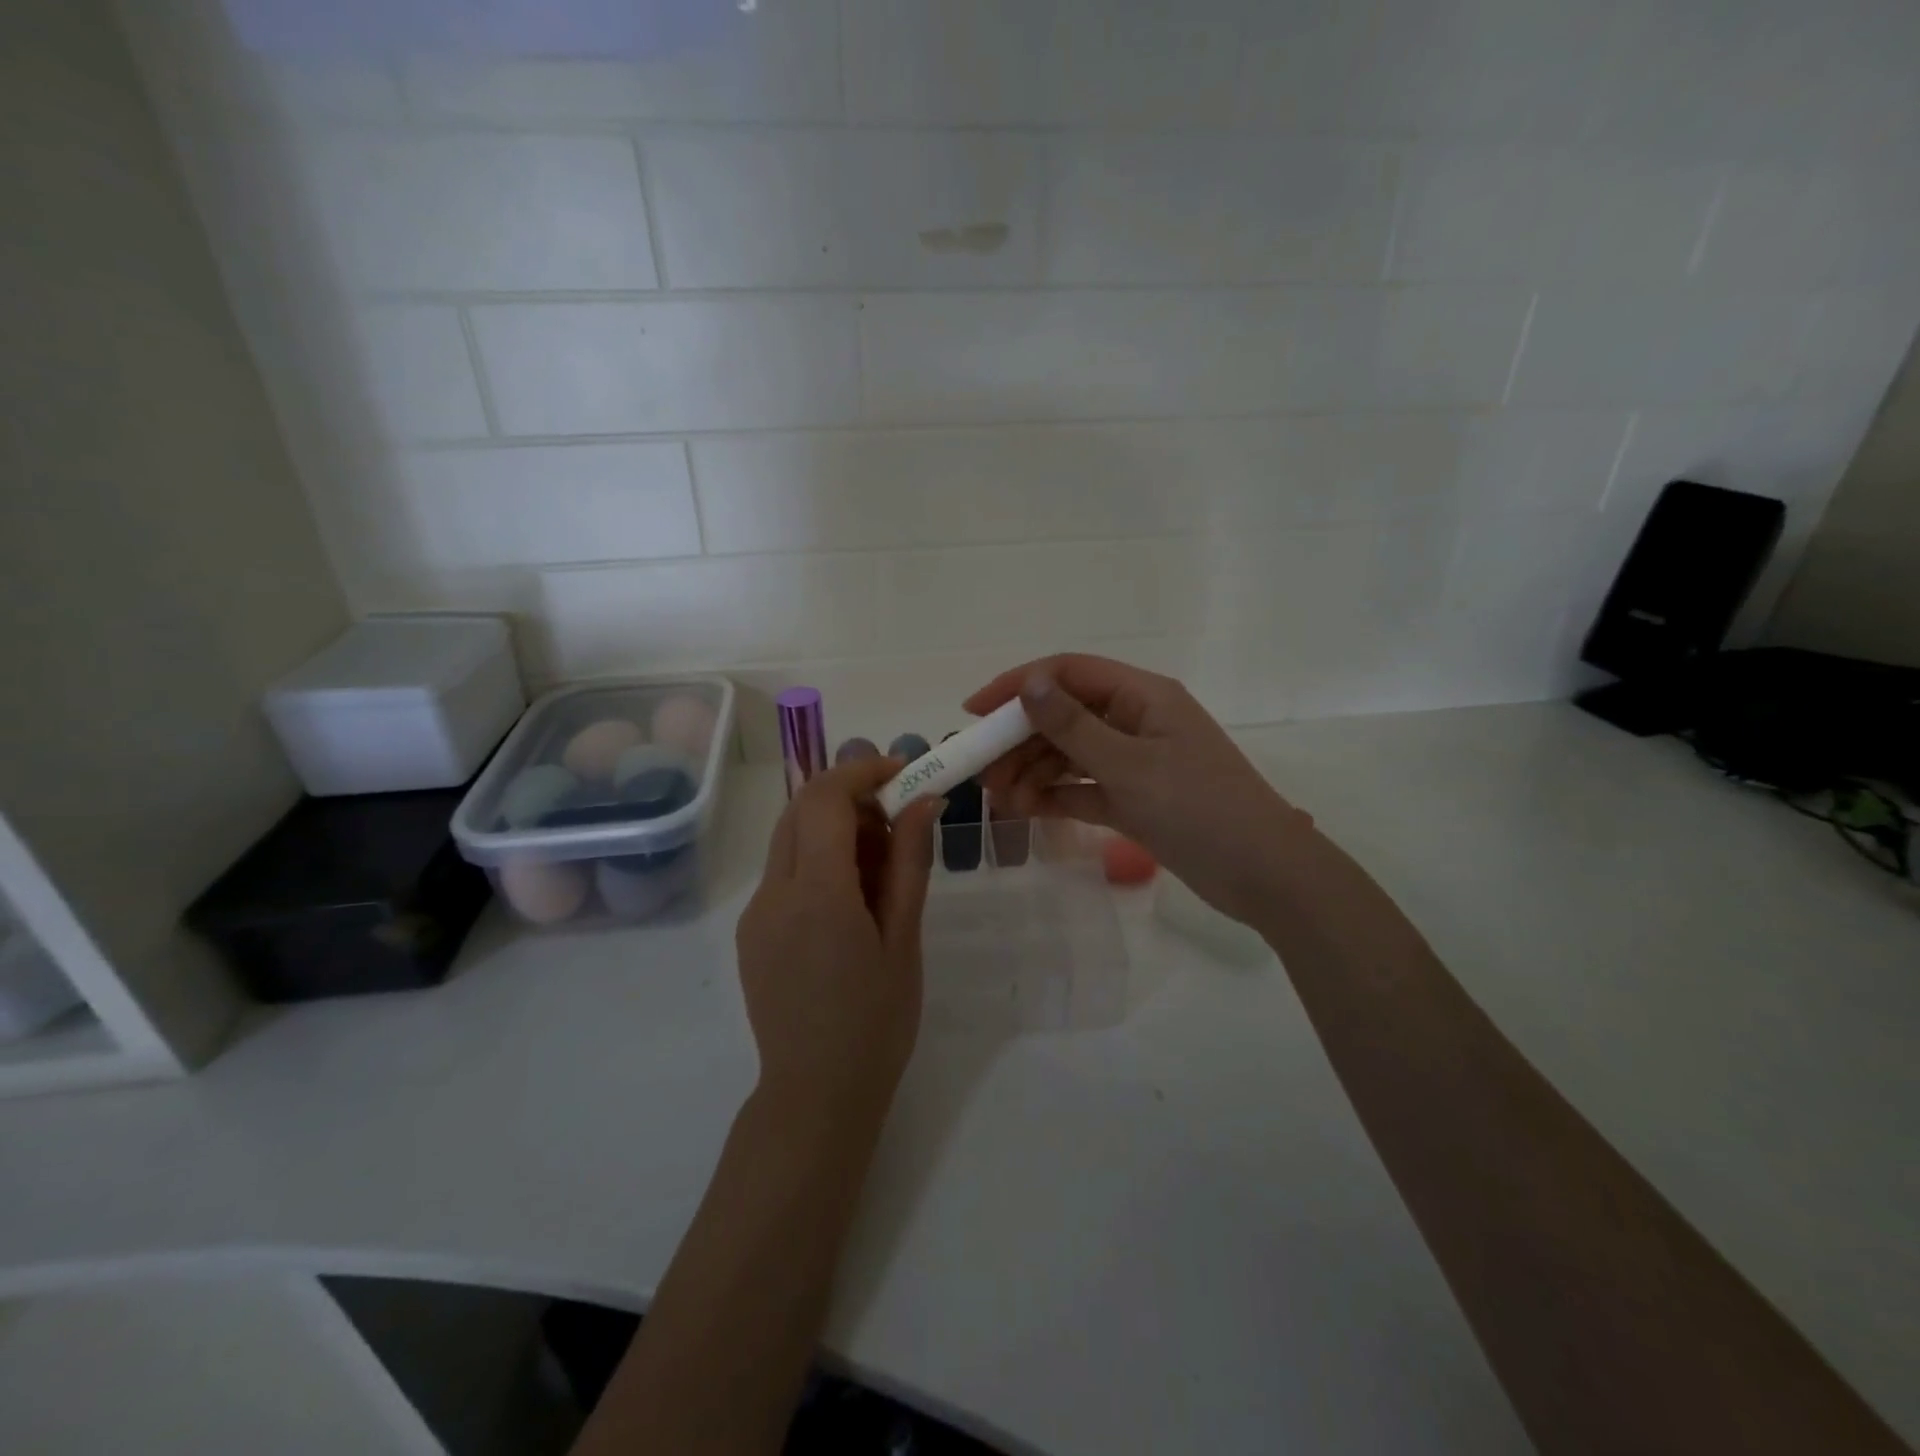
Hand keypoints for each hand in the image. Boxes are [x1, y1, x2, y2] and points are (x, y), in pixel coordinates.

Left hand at [735, 757, 943, 1123]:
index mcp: (817, 894)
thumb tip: (923, 800)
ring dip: (832, 826)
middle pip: (801, 808)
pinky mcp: (750, 931)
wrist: (816, 1095)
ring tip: (879, 866)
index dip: (863, 771)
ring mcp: (755, 912)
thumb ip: (909, 862)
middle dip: (849, 795)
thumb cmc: (876, 1021)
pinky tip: (848, 900)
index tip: (902, 773)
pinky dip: (817, 859)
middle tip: (896, 821)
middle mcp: (774, 892)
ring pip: (789, 837)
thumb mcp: (903, 938)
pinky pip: (783, 871)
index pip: (826, 798)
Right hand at [965, 654, 1307, 925]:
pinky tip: (1024, 810)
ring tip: (1001, 801)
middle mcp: (1135, 720)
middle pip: (1063, 716)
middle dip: (1020, 741)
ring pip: (1069, 754)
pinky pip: (1083, 787)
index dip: (1018, 686)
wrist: (1262, 874)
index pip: (1068, 673)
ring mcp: (1134, 761)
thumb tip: (1031, 684)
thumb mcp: (1130, 765)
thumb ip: (1074, 726)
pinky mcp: (1134, 798)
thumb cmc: (1199, 808)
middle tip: (983, 773)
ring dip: (1033, 772)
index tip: (974, 712)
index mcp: (1142, 696)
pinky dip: (1055, 795)